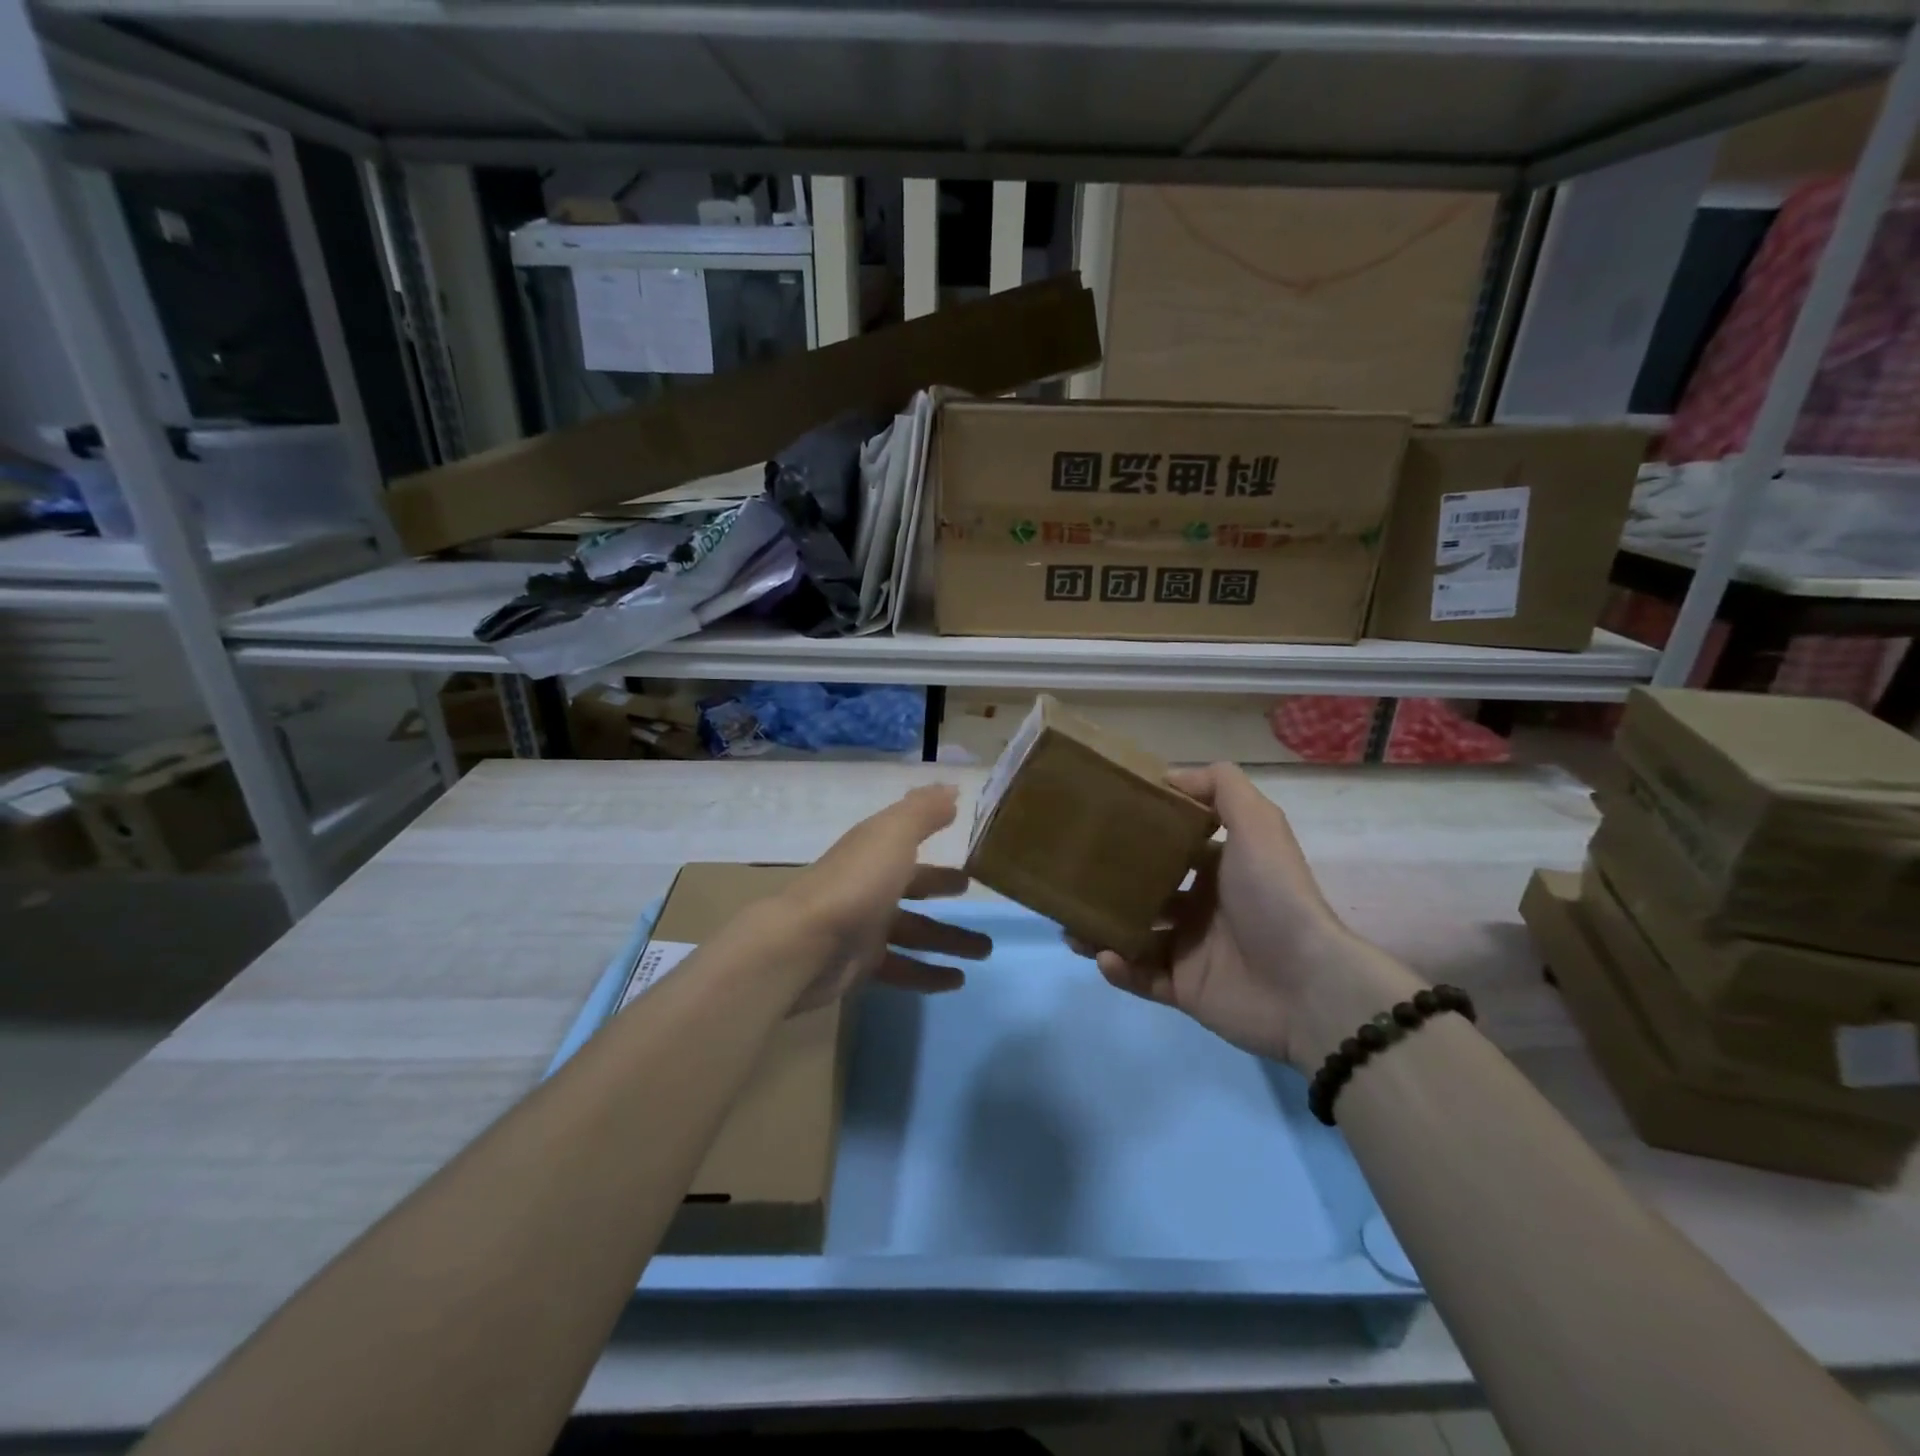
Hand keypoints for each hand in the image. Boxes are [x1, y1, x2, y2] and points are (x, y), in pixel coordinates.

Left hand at [778, 784, 991, 1012]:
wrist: (804, 945)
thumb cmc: (856, 883)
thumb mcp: (894, 835)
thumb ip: (923, 811)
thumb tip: (951, 788)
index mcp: (875, 850)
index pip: (909, 841)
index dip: (934, 837)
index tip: (961, 840)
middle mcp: (870, 885)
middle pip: (914, 886)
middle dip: (943, 888)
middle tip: (974, 893)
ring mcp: (864, 926)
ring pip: (916, 931)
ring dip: (949, 939)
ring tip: (986, 951)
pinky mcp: (862, 965)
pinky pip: (903, 968)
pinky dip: (929, 974)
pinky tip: (958, 982)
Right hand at [1087, 763, 1418, 1070]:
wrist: (1306, 984)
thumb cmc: (1274, 895)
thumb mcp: (1257, 823)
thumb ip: (1221, 787)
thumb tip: (1168, 776)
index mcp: (1218, 869)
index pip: (1170, 848)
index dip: (1139, 836)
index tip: (1097, 826)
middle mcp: (1203, 907)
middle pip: (1145, 891)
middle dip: (1109, 886)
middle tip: (1072, 880)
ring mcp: (1192, 950)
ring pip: (1134, 935)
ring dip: (1101, 929)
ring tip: (1071, 925)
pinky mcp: (1186, 989)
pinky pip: (1142, 977)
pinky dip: (1119, 968)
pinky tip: (1105, 957)